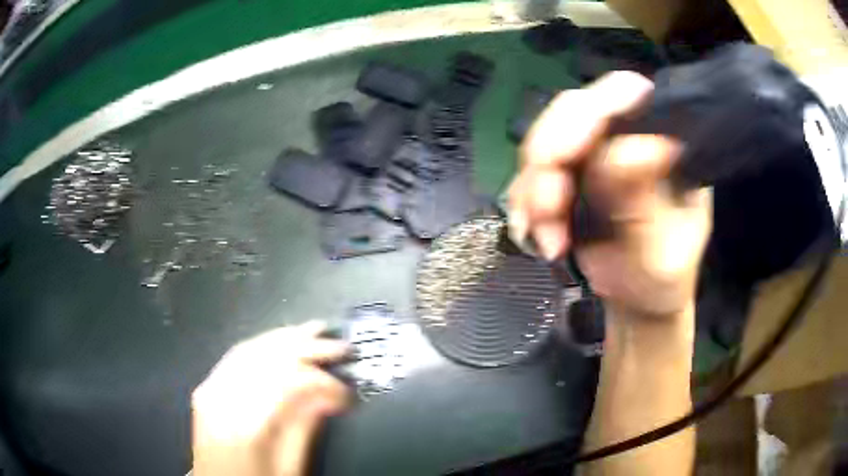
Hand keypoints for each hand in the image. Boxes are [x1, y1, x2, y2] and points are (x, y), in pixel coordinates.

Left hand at [192, 321, 350, 475]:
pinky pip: (236, 356)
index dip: (323, 382)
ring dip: (286, 338)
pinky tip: (280, 340)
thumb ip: (306, 428)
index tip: (347, 393)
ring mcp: (210, 388)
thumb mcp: (289, 467)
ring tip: (315, 331)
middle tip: (340, 346)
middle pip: (267, 358)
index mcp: (246, 425)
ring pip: (251, 349)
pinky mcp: (208, 386)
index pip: (288, 384)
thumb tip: (330, 396)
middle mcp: (223, 398)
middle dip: (307, 347)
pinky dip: (262, 344)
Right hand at [509, 71, 711, 318]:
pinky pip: (529, 173)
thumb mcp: (660, 250)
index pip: (626, 93)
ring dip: (535, 190)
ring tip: (549, 240)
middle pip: (571, 111)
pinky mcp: (565, 173)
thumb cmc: (662, 277)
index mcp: (662, 139)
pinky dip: (524, 204)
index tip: (569, 153)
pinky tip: (539, 235)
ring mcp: (591, 152)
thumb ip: (645, 203)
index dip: (595, 108)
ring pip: (542, 142)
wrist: (637, 299)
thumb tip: (632, 148)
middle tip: (548, 211)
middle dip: (550, 159)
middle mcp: (624, 134)